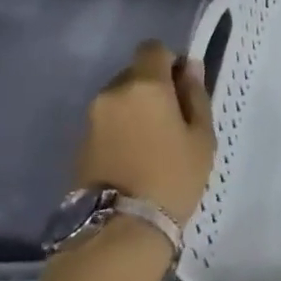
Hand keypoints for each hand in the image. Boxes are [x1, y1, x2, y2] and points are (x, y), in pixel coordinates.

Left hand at [76, 40, 215, 223]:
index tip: (183, 87)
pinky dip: (120, 131)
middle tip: (172, 120)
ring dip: (135, 110)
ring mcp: (90, 119)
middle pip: (134, 73)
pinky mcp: (78, 144)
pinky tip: (133, 159)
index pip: (153, 48)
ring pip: (118, 99)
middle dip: (152, 87)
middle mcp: (111, 93)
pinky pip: (106, 123)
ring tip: (152, 144)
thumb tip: (189, 68)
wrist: (119, 231)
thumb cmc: (173, 178)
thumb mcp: (201, 136)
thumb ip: (195, 96)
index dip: (170, 61)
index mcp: (145, 85)